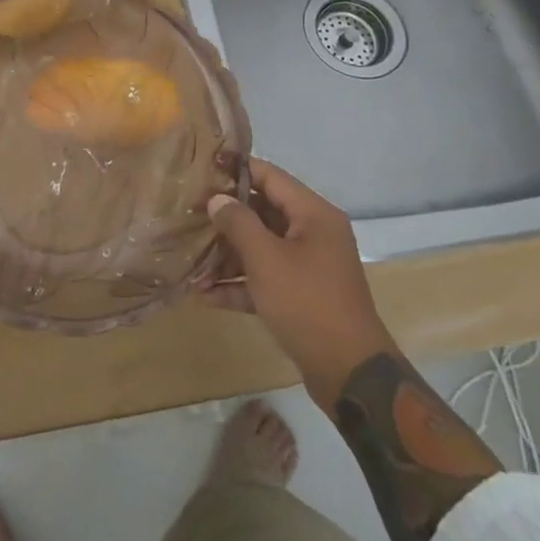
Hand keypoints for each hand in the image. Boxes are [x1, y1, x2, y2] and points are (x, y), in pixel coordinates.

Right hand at [199, 157, 395, 410]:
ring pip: (262, 248)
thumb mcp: (267, 259)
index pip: (271, 177)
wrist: (349, 373)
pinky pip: (266, 279)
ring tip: (191, 259)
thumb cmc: (307, 303)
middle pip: (264, 212)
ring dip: (228, 255)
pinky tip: (206, 295)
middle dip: (227, 216)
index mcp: (313, 215)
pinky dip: (240, 284)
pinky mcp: (302, 297)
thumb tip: (217, 199)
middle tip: (190, 214)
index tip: (204, 167)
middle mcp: (314, 234)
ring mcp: (309, 267)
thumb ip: (238, 223)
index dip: (237, 169)